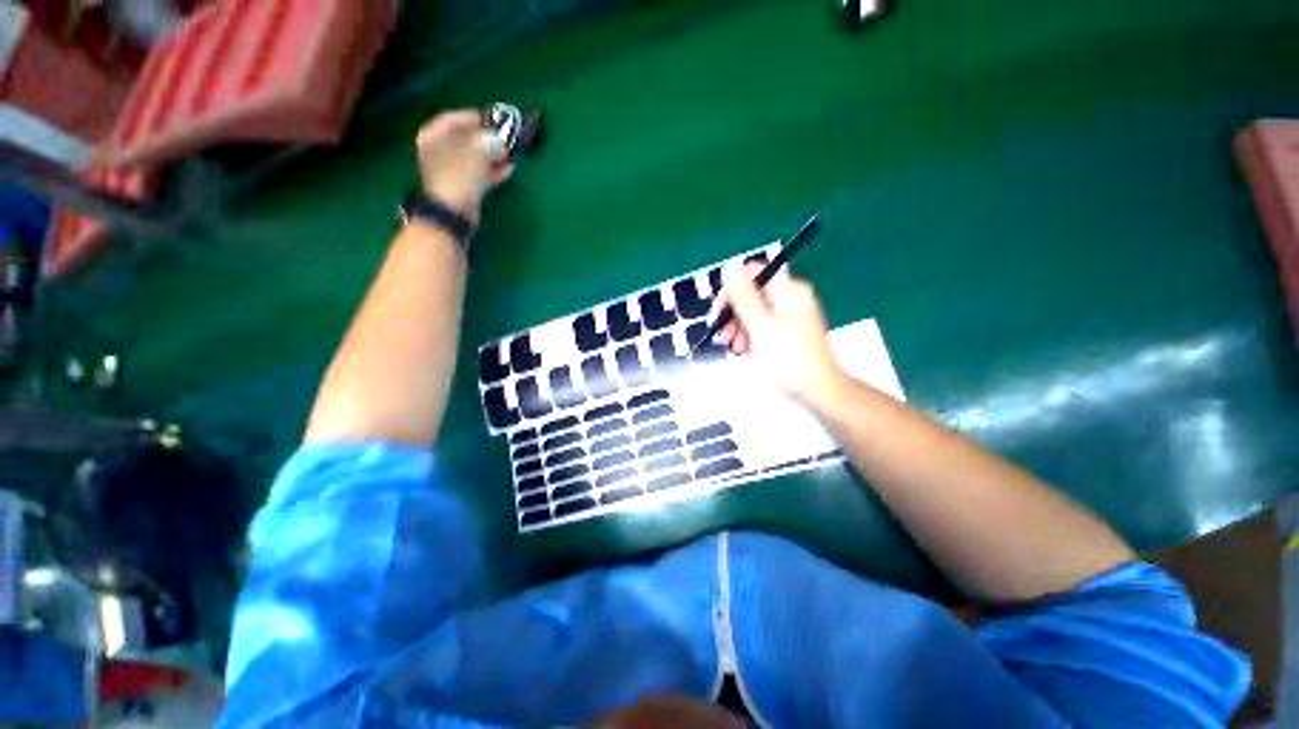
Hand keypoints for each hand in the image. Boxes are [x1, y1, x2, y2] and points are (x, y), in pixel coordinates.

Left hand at [415, 109, 513, 225]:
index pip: (453, 119)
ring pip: (474, 157)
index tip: (493, 118)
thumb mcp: (475, 152)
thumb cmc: (458, 176)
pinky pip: (479, 174)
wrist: (453, 213)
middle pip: (465, 139)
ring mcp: (450, 170)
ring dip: (492, 156)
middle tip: (504, 138)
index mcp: (433, 136)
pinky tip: (507, 170)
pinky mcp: (462, 187)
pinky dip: (492, 171)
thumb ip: (487, 142)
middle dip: (486, 139)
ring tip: (509, 155)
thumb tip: (497, 140)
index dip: (474, 117)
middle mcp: (438, 151)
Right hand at [716, 261, 847, 408]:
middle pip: (752, 293)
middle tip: (723, 335)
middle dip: (733, 313)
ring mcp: (790, 315)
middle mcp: (791, 297)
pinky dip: (750, 336)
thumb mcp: (760, 326)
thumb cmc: (788, 359)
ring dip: (739, 327)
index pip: (754, 273)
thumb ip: (743, 296)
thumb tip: (729, 265)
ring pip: (755, 311)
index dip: (733, 288)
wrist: (818, 391)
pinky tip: (744, 351)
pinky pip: (763, 325)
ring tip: (734, 348)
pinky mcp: (788, 331)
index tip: (720, 310)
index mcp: (789, 290)